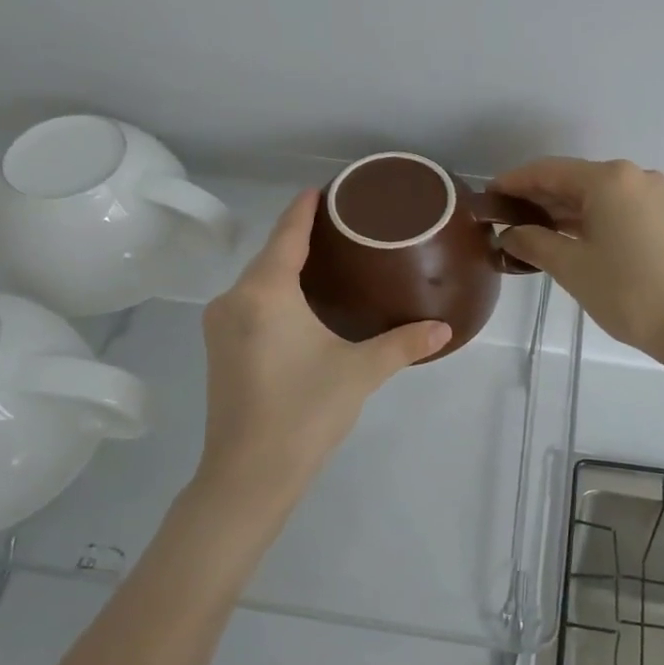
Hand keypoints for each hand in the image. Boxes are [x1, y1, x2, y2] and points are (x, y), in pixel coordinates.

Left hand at [196, 189, 449, 519]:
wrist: (248, 475)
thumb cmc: (304, 412)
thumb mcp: (360, 371)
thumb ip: (403, 343)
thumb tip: (444, 329)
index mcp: (265, 292)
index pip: (286, 234)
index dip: (304, 208)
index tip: (324, 188)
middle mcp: (235, 299)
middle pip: (269, 255)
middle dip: (299, 236)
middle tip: (342, 227)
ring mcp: (221, 326)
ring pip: (257, 281)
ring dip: (285, 266)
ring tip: (326, 260)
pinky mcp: (219, 350)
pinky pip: (250, 303)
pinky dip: (274, 292)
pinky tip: (299, 302)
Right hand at [492, 157, 663, 358]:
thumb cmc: (627, 291)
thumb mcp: (571, 266)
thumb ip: (533, 242)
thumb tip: (509, 234)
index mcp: (609, 179)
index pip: (549, 171)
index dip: (514, 182)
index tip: (487, 196)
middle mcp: (632, 176)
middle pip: (573, 179)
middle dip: (536, 197)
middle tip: (502, 218)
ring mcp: (652, 196)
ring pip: (594, 195)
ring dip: (561, 210)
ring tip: (526, 230)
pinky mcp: (662, 217)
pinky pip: (613, 208)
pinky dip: (586, 219)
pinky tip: (563, 236)